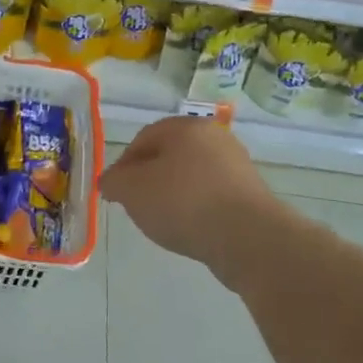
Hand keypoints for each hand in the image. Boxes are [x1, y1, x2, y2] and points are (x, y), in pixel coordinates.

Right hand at [100, 117, 281, 283]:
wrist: (247, 237)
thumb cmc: (183, 202)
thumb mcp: (132, 191)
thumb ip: (114, 182)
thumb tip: (110, 181)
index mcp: (185, 126)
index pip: (143, 139)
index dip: (124, 165)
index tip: (116, 192)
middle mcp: (214, 137)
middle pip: (170, 156)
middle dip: (150, 179)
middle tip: (138, 205)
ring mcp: (237, 164)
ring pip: (192, 175)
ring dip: (175, 194)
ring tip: (165, 221)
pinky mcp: (251, 193)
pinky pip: (213, 195)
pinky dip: (198, 208)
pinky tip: (192, 228)